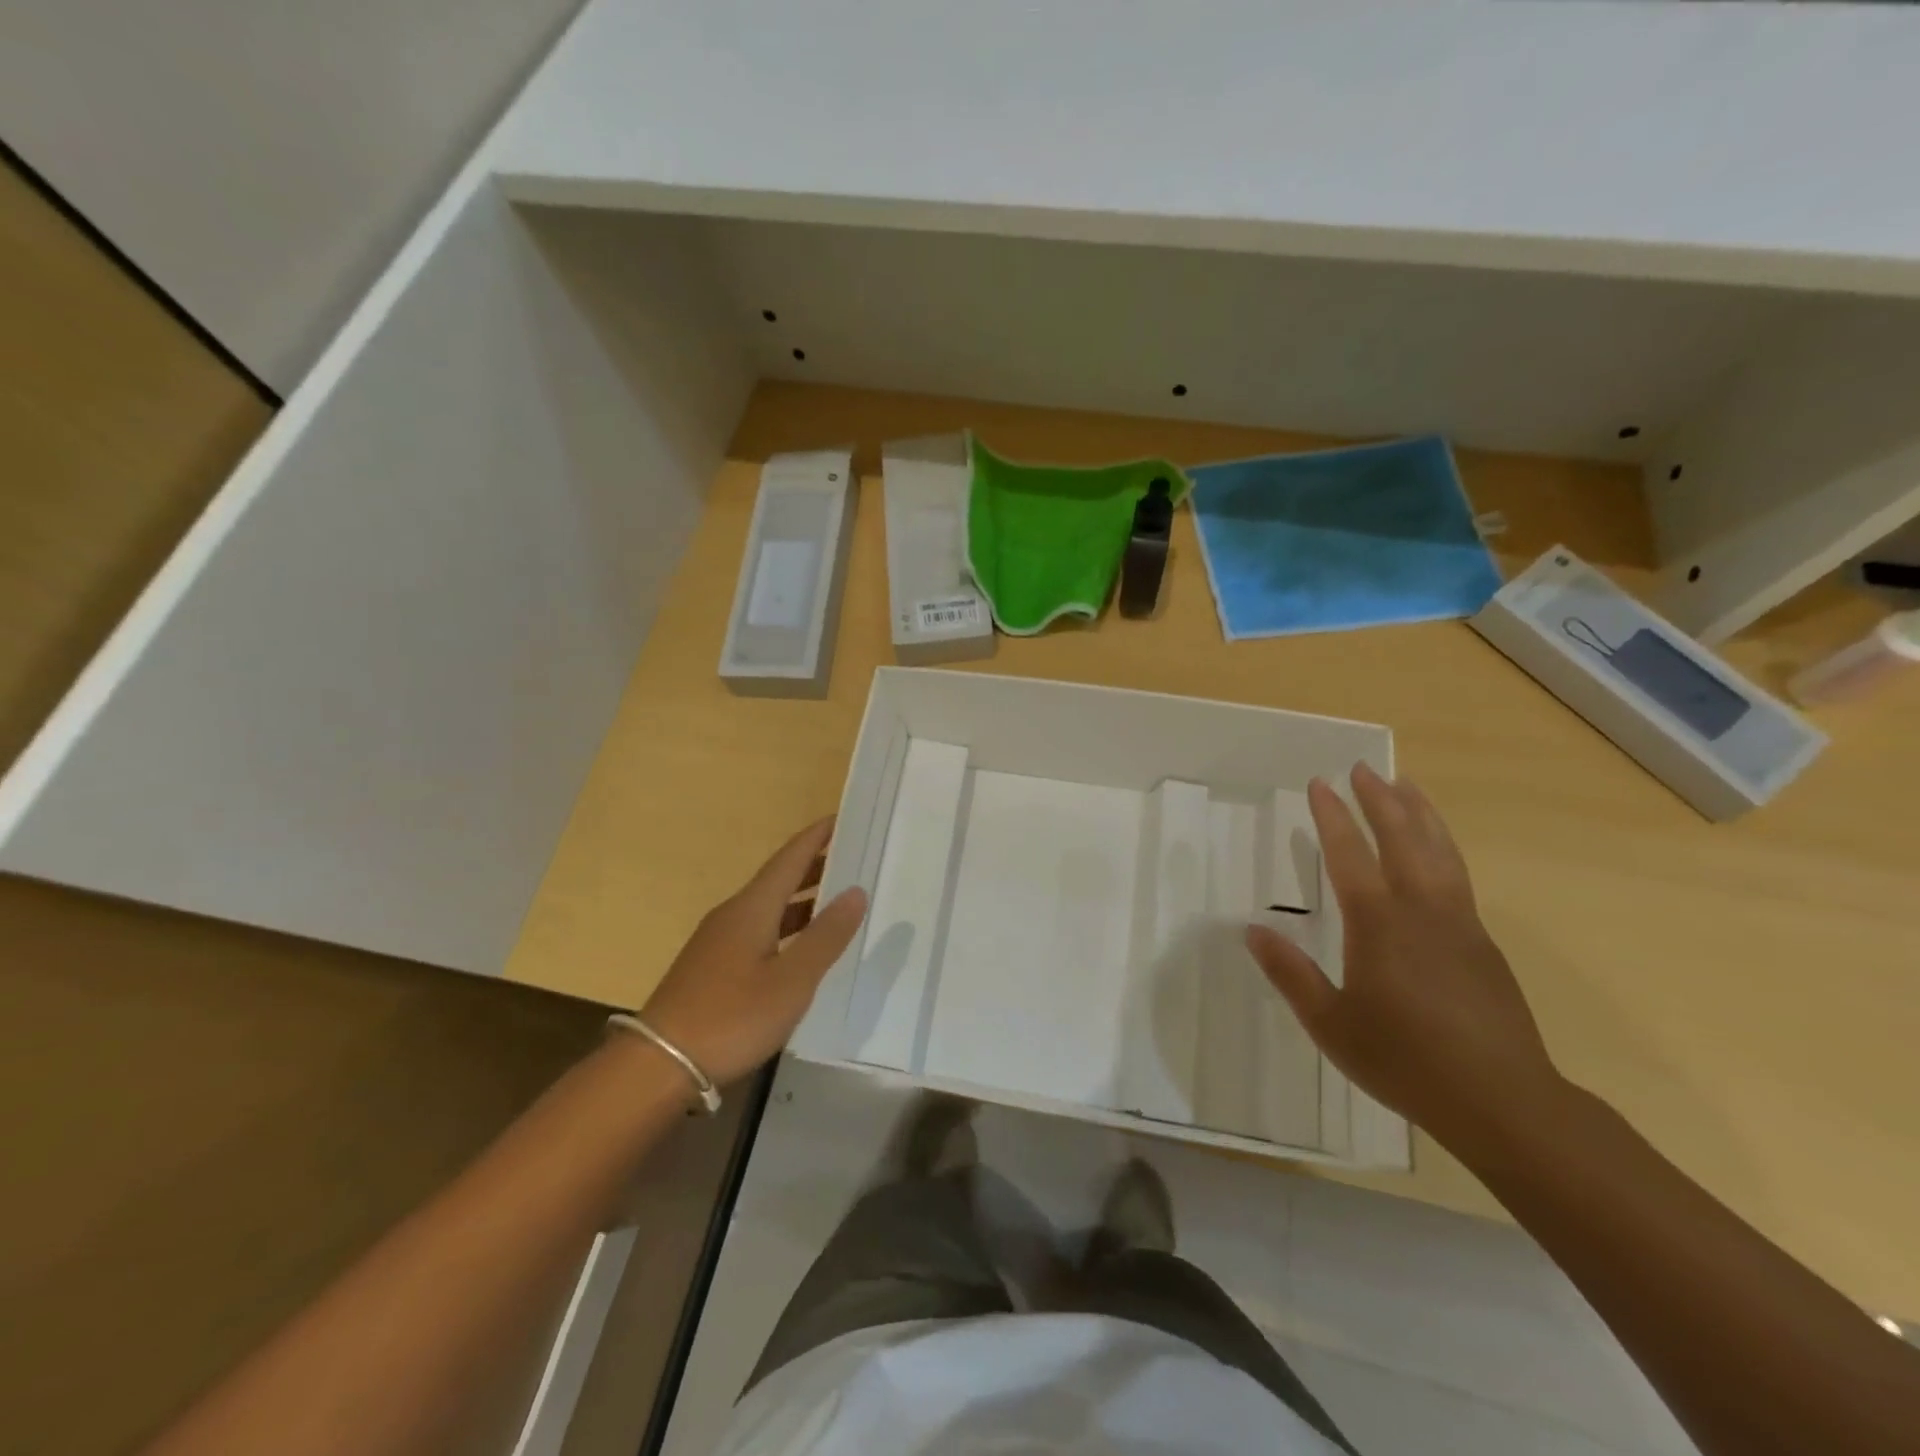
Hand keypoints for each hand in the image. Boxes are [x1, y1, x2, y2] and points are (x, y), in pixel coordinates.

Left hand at [640, 818, 867, 1084]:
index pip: (789, 858)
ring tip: (837, 900)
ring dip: (802, 899)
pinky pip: (759, 930)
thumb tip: (855, 891)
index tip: (842, 818)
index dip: (816, 837)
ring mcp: (718, 941)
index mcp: (752, 908)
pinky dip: (786, 927)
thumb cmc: (732, 1017)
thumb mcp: (791, 980)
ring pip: (768, 907)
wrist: (658, 1065)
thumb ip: (826, 936)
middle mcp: (733, 915)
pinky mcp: (712, 967)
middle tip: (852, 858)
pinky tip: (800, 948)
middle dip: (814, 866)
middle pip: (778, 879)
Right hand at [1244, 764, 1557, 1152]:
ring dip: (1420, 813)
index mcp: (1380, 924)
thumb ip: (1290, 974)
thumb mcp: (1331, 1023)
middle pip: (1403, 838)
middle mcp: (1422, 910)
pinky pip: (1458, 875)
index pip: (1350, 855)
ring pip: (1440, 851)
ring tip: (1406, 784)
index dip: (1332, 817)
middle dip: (1380, 800)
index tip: (1320, 784)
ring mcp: (1460, 924)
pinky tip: (1436, 849)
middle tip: (1363, 769)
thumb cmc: (1405, 1060)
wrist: (1504, 1102)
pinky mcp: (1482, 943)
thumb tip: (1252, 931)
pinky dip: (1442, 845)